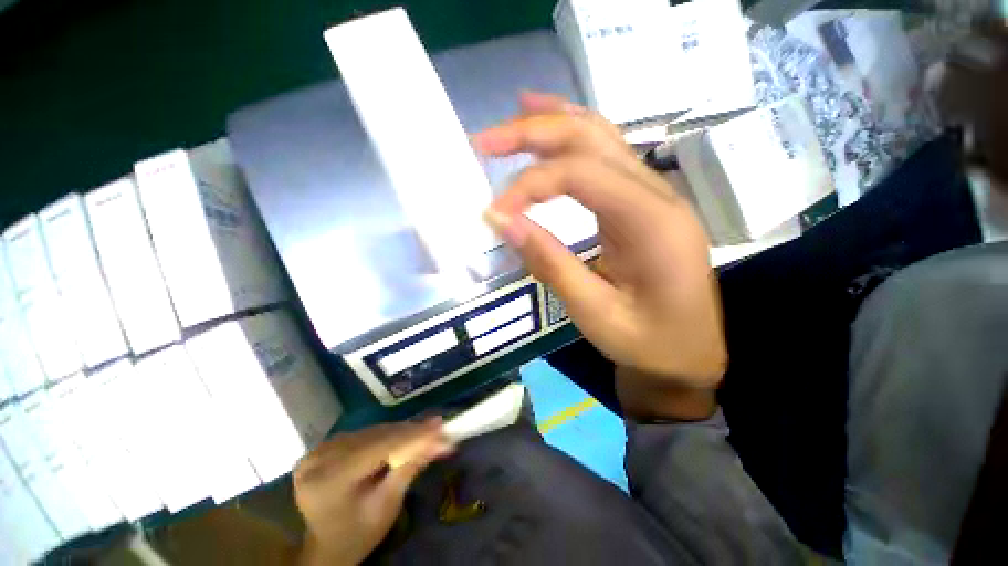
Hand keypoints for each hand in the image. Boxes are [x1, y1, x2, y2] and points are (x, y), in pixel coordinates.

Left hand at [293, 420, 453, 565]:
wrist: (324, 546)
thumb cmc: (357, 534)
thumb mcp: (386, 506)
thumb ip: (410, 468)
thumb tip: (440, 440)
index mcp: (330, 479)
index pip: (380, 446)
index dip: (414, 435)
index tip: (442, 428)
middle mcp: (321, 457)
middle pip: (377, 436)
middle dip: (411, 432)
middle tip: (440, 430)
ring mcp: (319, 450)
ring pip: (372, 432)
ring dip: (401, 432)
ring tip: (426, 432)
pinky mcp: (324, 446)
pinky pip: (363, 435)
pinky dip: (386, 435)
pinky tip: (403, 436)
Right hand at [477, 92, 725, 418]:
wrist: (686, 356)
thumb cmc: (647, 343)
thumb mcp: (594, 313)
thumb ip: (550, 263)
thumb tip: (503, 222)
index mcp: (653, 223)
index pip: (580, 174)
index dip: (529, 185)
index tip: (494, 211)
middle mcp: (658, 195)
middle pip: (592, 139)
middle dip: (535, 132)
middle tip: (487, 140)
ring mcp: (654, 196)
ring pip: (602, 139)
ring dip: (554, 124)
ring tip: (514, 115)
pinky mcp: (642, 205)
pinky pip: (607, 158)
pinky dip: (574, 139)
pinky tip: (554, 130)